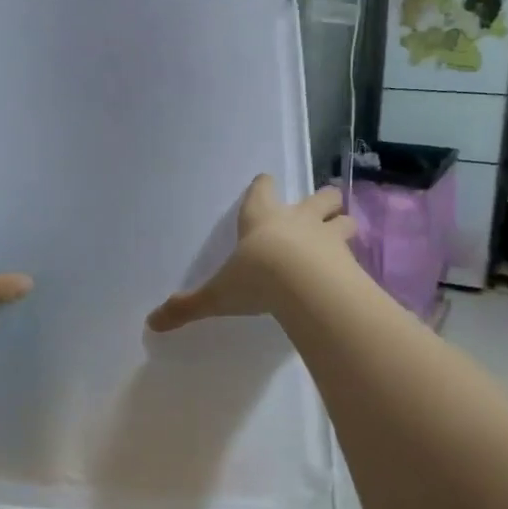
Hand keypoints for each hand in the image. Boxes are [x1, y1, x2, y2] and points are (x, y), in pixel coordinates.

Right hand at [146, 175, 356, 332]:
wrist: (304, 287)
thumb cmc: (255, 278)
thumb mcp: (217, 295)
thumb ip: (188, 306)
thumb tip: (152, 323)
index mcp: (261, 218)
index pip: (263, 189)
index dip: (263, 186)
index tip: (264, 185)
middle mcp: (297, 220)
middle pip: (320, 197)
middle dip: (322, 201)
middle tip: (321, 209)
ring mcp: (328, 236)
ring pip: (344, 219)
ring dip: (342, 225)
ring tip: (339, 237)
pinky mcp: (349, 259)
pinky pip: (355, 253)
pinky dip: (353, 259)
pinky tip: (349, 273)